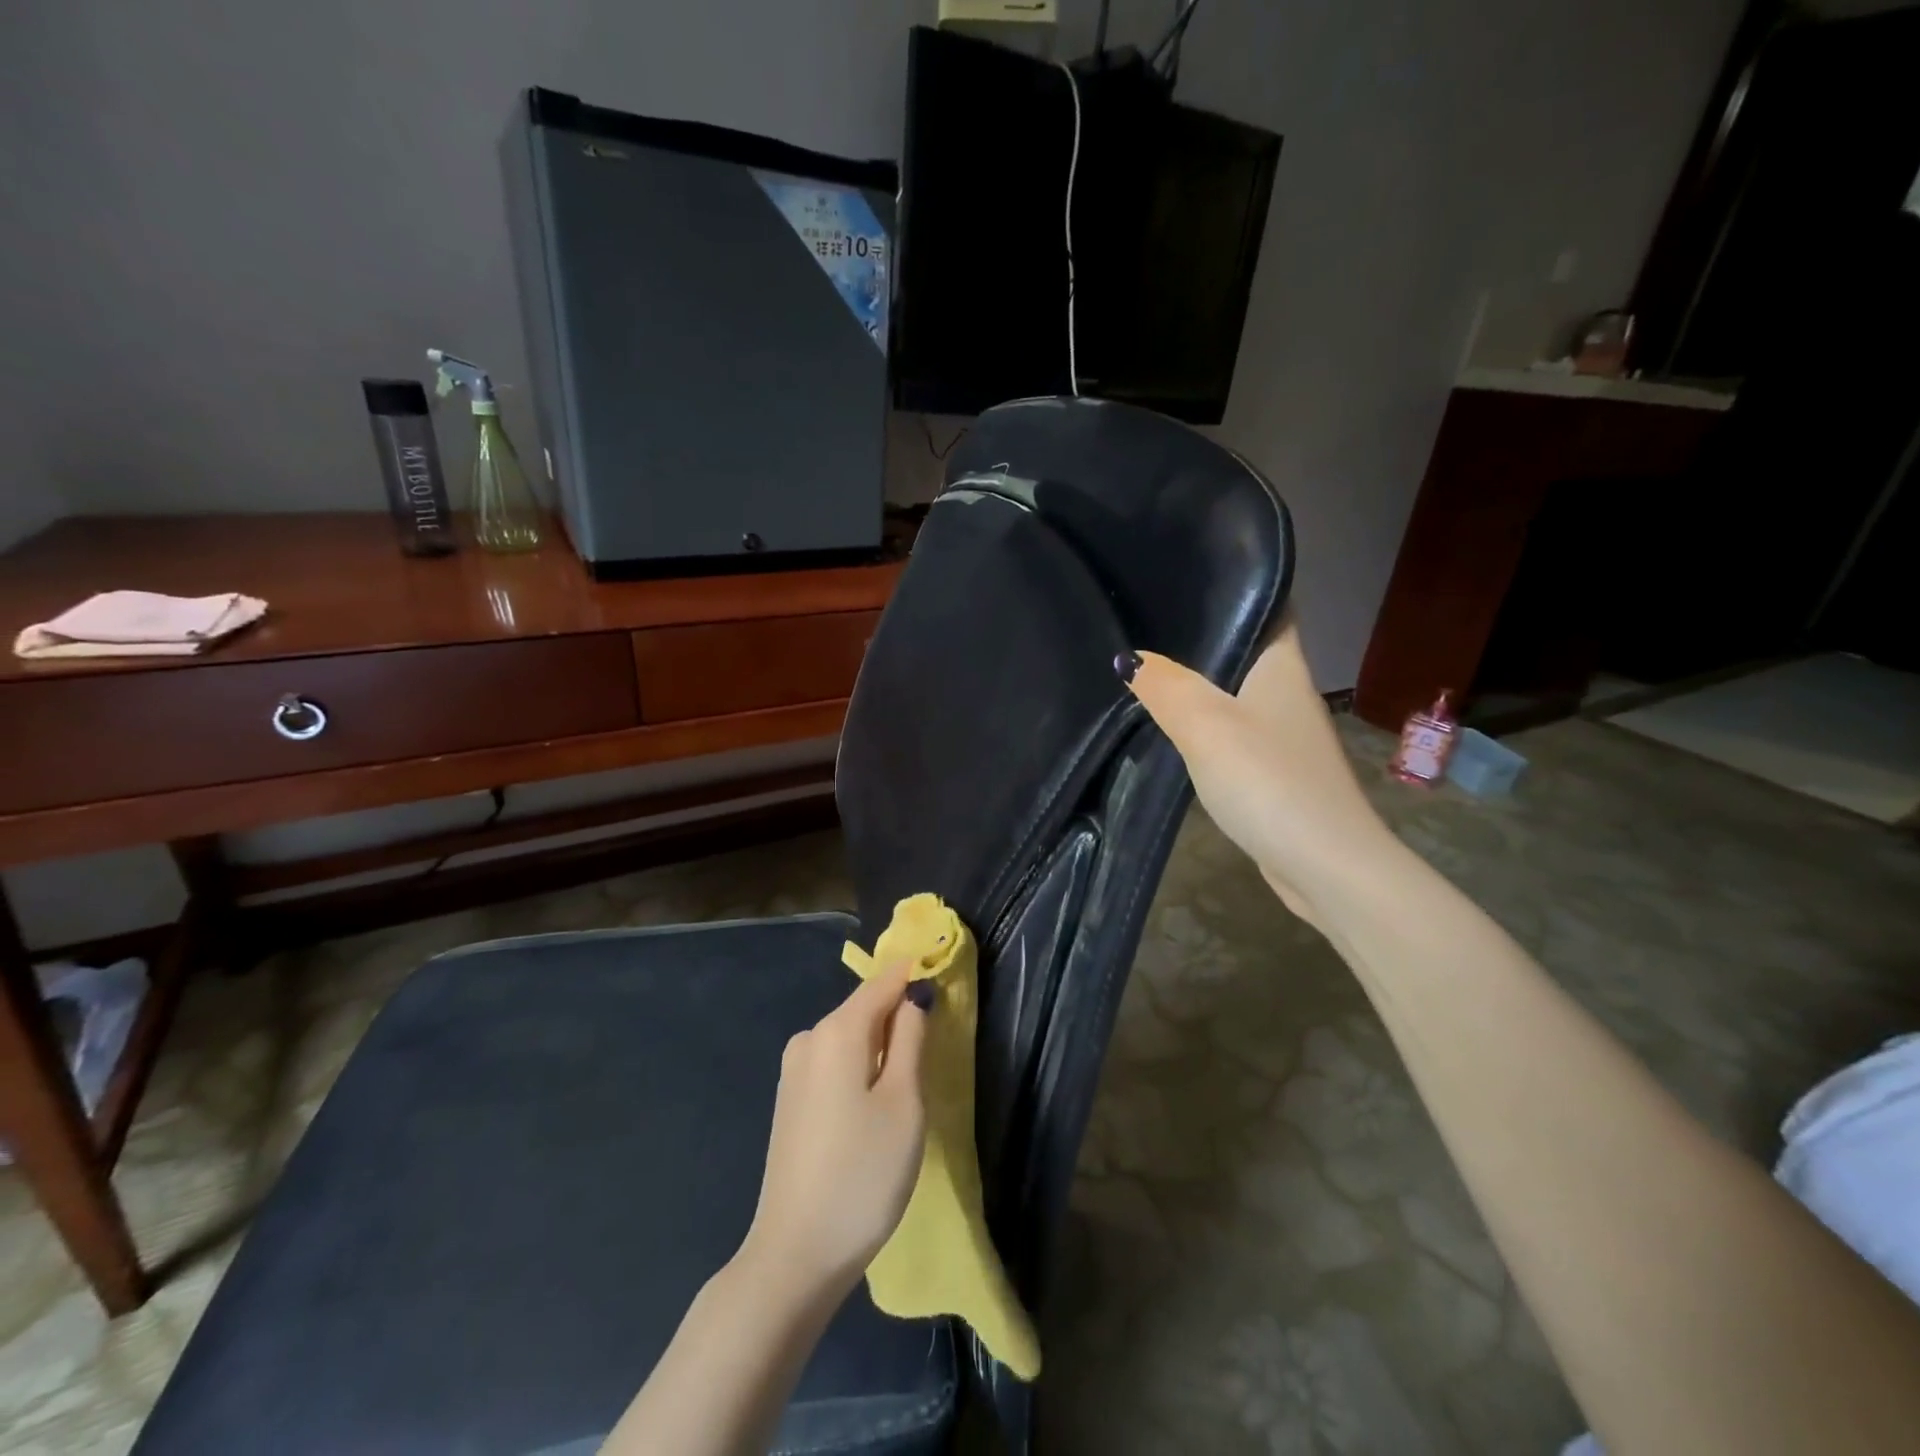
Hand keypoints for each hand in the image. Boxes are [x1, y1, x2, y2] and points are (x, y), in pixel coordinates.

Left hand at [739, 965, 929, 1300]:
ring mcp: (794, 1071)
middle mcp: (809, 1039)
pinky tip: (874, 1105)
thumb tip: (914, 995)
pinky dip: (860, 1068)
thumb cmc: (863, 1174)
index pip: (883, 982)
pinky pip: (834, 1063)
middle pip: (864, 1009)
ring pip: (850, 1038)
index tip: (943, 978)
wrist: (796, 1255)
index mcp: (837, 1031)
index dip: (914, 977)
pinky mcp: (791, 1100)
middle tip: (934, 1045)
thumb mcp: (904, 1103)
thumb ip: (910, 1039)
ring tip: (908, 1083)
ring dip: (881, 1047)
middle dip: (899, 1016)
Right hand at [1121, 614, 1391, 924]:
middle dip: (1201, 633)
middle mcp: (1286, 691)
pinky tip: (1170, 726)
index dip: (1234, 583)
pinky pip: (1231, 730)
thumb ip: (1165, 686)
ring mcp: (1281, 733)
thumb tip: (1128, 658)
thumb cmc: (1269, 780)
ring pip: (1234, 691)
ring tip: (1145, 665)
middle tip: (1144, 619)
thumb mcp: (1206, 725)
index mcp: (1282, 665)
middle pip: (1244, 648)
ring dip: (1198, 681)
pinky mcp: (1272, 770)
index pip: (1268, 603)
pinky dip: (1203, 723)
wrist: (1325, 865)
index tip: (1182, 575)